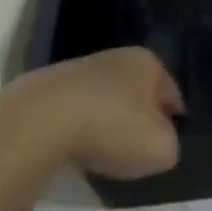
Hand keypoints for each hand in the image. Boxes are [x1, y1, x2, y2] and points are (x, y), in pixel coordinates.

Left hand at [0, 48, 182, 180]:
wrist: (39, 122)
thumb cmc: (112, 129)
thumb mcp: (162, 149)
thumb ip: (169, 144)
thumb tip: (159, 141)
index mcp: (148, 63)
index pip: (172, 94)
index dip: (173, 122)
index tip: (165, 144)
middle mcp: (115, 56)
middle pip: (135, 94)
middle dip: (136, 119)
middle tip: (134, 151)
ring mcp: (76, 68)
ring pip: (103, 100)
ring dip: (104, 122)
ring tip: (100, 154)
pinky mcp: (44, 86)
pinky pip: (71, 111)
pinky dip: (74, 127)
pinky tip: (70, 149)